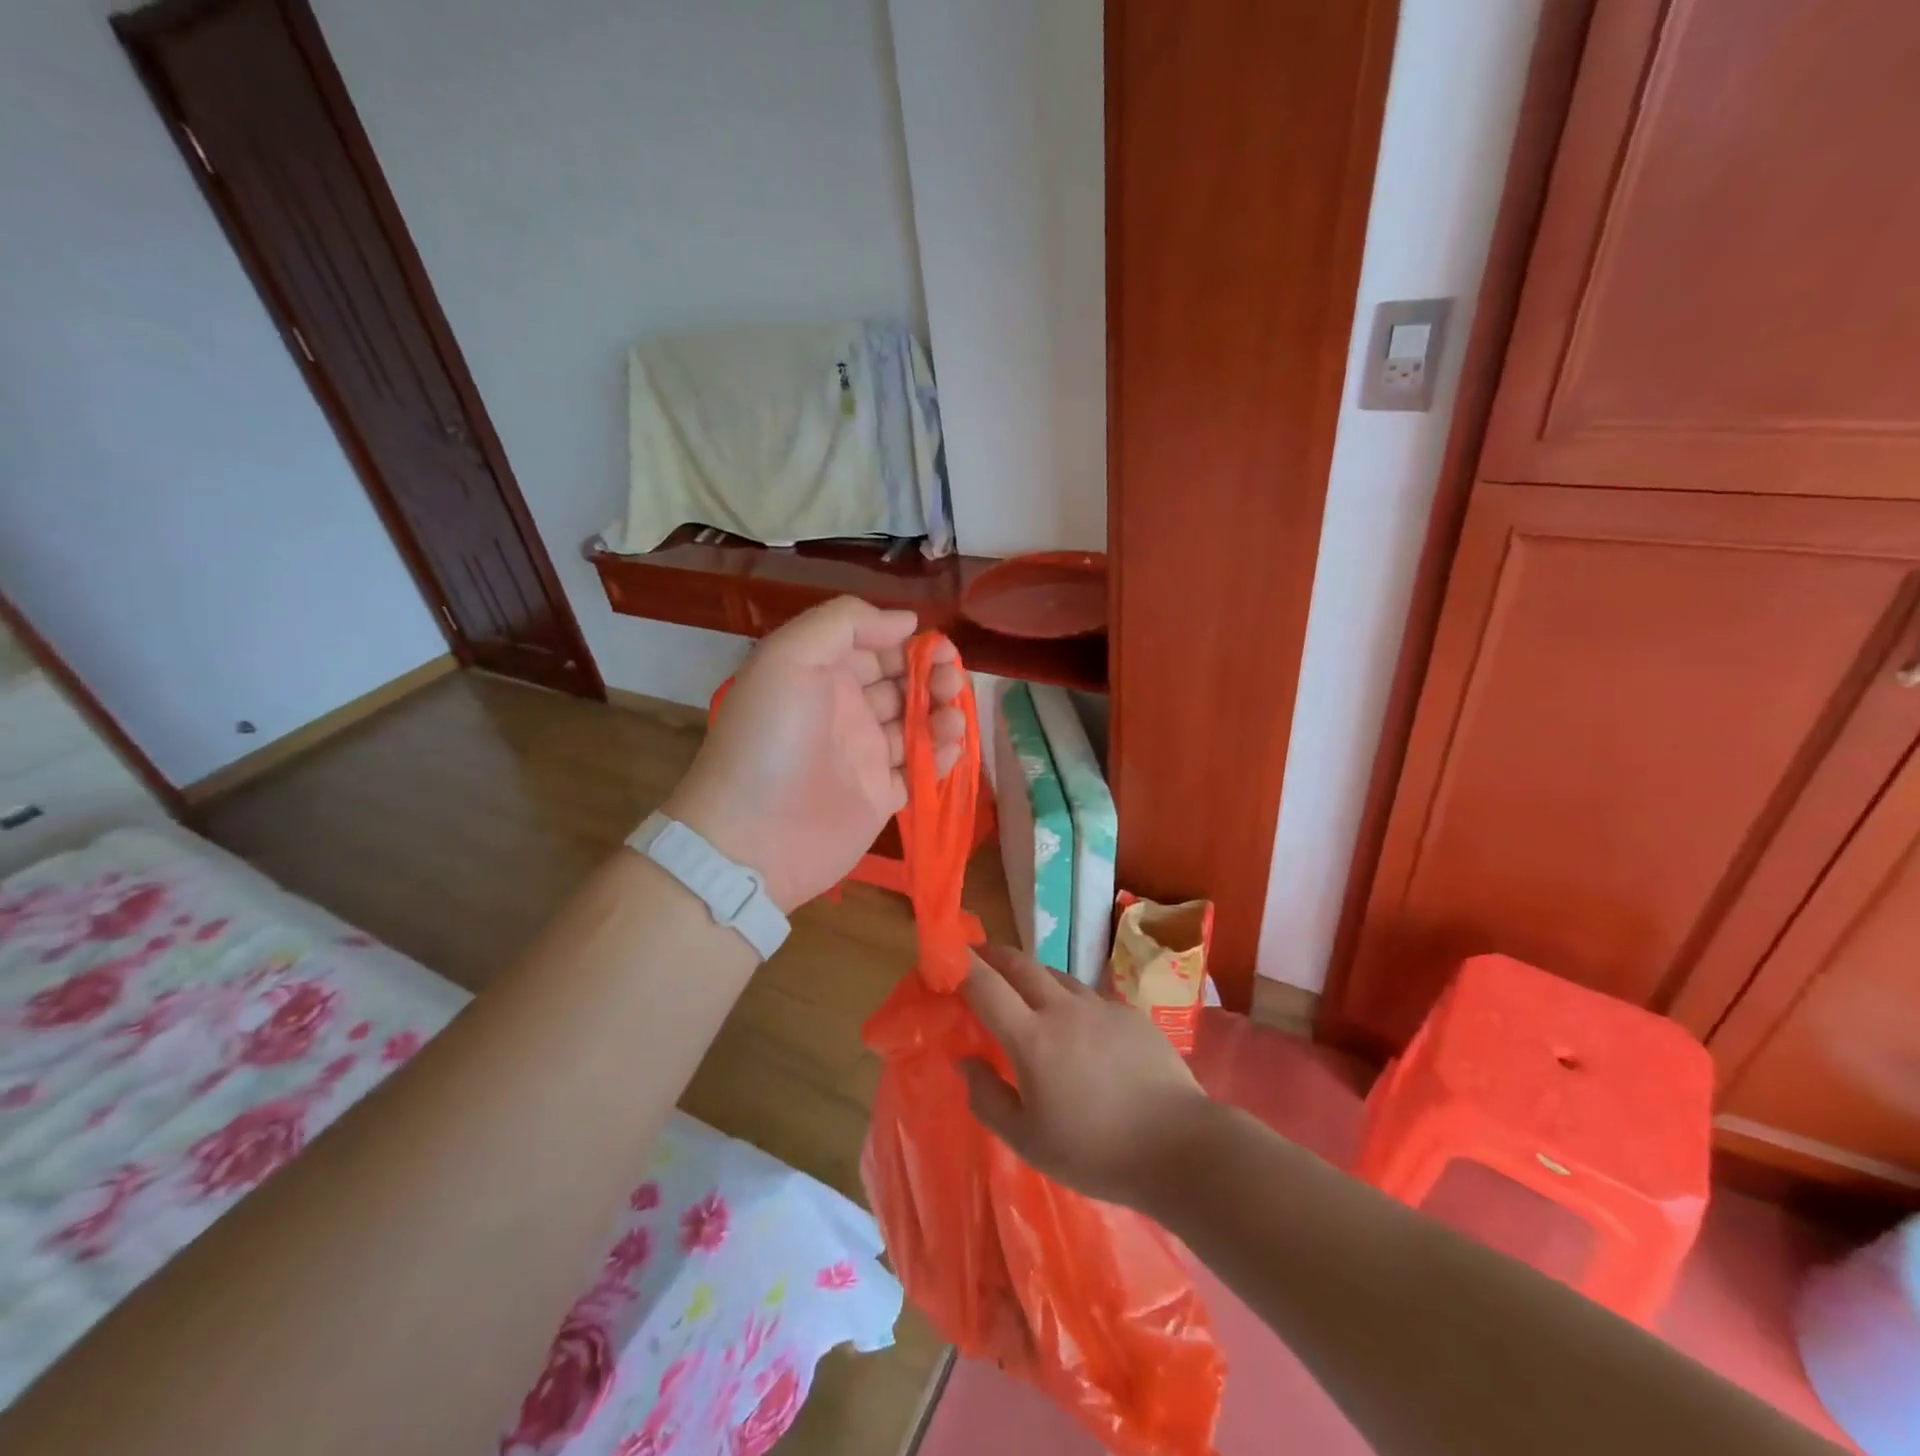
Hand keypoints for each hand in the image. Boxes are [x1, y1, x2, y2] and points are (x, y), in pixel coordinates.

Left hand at [663, 597, 965, 912]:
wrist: (753, 839)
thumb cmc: (771, 740)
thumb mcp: (789, 657)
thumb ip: (844, 623)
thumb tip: (907, 621)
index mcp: (821, 675)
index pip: (874, 647)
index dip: (909, 643)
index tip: (939, 647)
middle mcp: (844, 711)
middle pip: (901, 683)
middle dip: (932, 675)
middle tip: (950, 682)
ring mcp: (864, 756)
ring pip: (916, 724)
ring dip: (941, 713)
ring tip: (953, 719)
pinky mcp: (880, 796)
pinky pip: (920, 769)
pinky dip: (940, 756)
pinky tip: (950, 748)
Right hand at [960, 944, 1209, 1207]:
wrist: (1179, 1146)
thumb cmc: (1095, 1152)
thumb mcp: (1028, 1141)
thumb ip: (988, 1098)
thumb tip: (966, 1061)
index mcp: (1032, 1038)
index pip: (985, 984)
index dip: (960, 965)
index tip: (944, 957)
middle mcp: (1063, 1009)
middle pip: (1019, 963)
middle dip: (992, 954)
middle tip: (976, 957)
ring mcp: (1100, 1006)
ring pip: (1054, 974)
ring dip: (1030, 974)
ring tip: (1023, 991)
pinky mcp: (1129, 1012)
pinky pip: (1088, 996)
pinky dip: (1068, 1000)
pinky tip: (1077, 1028)